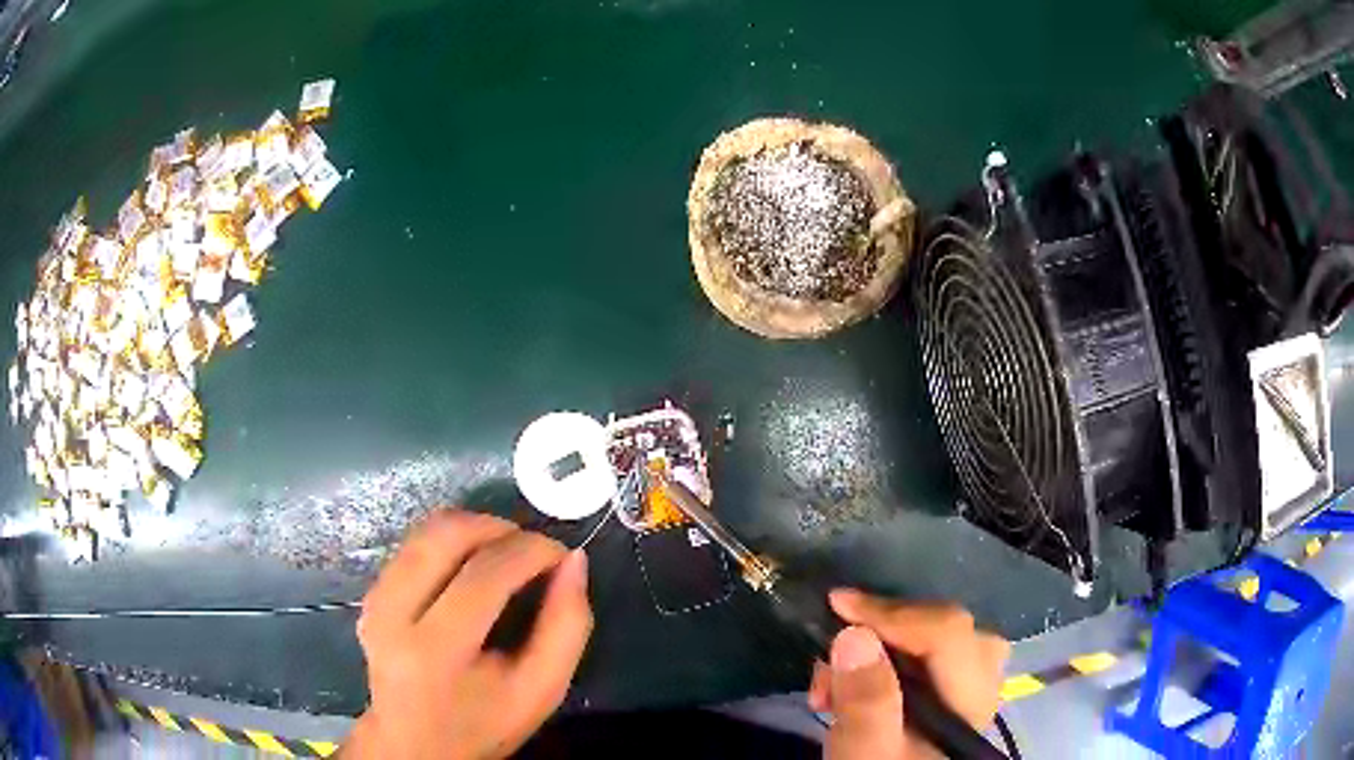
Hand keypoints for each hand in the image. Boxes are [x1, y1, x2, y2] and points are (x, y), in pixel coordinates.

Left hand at [342, 510, 592, 759]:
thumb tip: (573, 561)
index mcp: (435, 651)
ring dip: (475, 528)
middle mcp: (393, 614)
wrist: (416, 744)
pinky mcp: (371, 593)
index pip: (484, 574)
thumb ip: (566, 628)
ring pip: (426, 530)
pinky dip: (452, 542)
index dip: (530, 550)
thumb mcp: (541, 691)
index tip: (562, 554)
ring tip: (508, 553)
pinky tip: (474, 567)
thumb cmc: (484, 724)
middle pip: (445, 535)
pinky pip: (414, 545)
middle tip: (533, 548)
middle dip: (499, 527)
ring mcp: (375, 599)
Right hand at [807, 590, 1008, 759]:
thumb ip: (866, 702)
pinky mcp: (943, 696)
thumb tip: (855, 634)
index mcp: (971, 702)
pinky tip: (848, 688)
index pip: (948, 633)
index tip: (836, 605)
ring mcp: (965, 690)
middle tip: (832, 655)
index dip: (893, 613)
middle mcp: (981, 686)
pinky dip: (882, 660)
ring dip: (876, 649)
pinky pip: (923, 655)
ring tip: (830, 684)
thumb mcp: (864, 752)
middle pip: (946, 629)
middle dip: (883, 632)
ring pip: (933, 639)